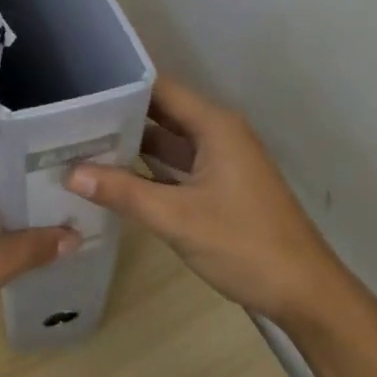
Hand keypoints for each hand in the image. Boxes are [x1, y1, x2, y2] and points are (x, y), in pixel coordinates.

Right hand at [69, 74, 346, 326]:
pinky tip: (115, 174)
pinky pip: (179, 163)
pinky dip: (150, 167)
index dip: (120, 85)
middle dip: (120, 114)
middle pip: (162, 111)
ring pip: (169, 139)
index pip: (159, 88)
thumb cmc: (244, 244)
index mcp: (214, 125)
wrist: (305, 292)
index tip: (80, 87)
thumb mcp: (177, 218)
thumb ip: (124, 192)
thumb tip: (71, 172)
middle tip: (70, 117)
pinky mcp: (221, 184)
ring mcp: (222, 159)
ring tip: (82, 140)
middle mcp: (218, 132)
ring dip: (133, 142)